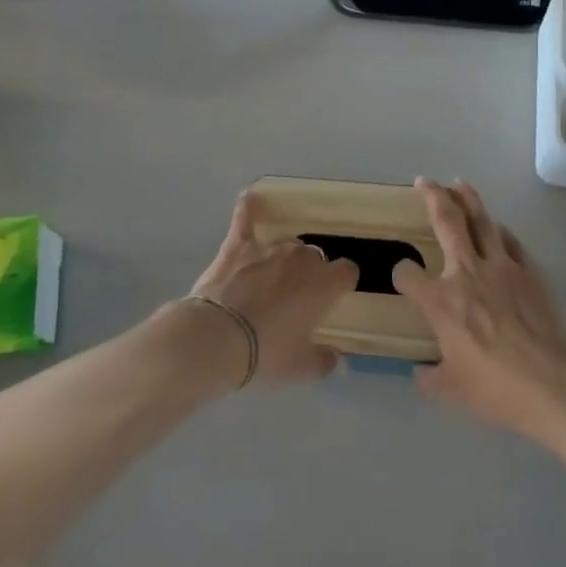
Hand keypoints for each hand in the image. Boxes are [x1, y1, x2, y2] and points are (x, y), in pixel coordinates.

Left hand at [189, 191, 357, 385]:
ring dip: (285, 257)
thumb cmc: (267, 353)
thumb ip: (324, 360)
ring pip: (287, 243)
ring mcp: (268, 248)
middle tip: (297, 297)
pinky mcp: (238, 245)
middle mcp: (301, 258)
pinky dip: (248, 209)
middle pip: (316, 257)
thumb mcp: (302, 367)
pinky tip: (249, 198)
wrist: (218, 337)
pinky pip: (245, 219)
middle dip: (311, 273)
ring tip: (273, 276)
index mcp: (324, 284)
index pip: (347, 271)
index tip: (335, 297)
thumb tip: (336, 358)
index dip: (342, 283)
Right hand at [395, 179, 565, 440]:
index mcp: (440, 301)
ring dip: (469, 199)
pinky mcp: (530, 272)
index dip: (402, 274)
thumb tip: (421, 372)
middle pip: (447, 222)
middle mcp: (466, 273)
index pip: (407, 274)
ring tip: (460, 184)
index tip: (404, 279)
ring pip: (481, 221)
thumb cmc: (495, 388)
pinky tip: (496, 228)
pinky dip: (499, 231)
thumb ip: (429, 376)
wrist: (553, 384)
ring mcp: (501, 267)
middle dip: (433, 197)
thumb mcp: (450, 390)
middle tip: (425, 181)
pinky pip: (510, 242)